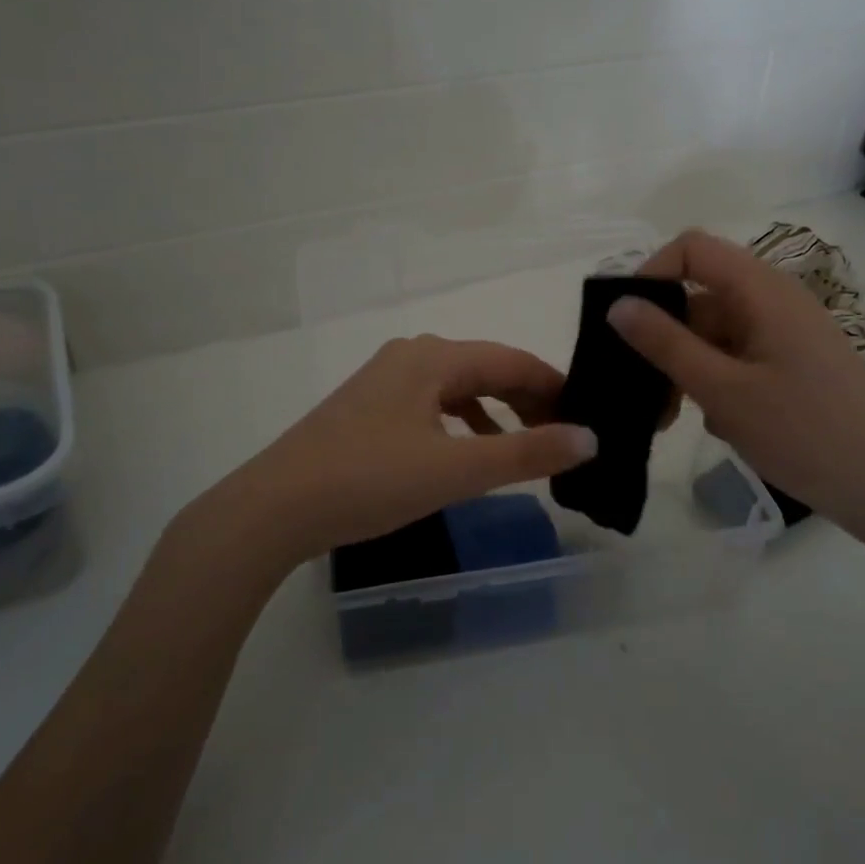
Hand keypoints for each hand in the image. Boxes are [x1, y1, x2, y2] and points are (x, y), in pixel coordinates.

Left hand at [211, 335, 596, 564]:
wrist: (274, 508)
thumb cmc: (370, 480)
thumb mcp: (456, 470)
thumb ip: (526, 453)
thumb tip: (589, 439)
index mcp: (433, 356)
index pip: (513, 360)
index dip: (555, 386)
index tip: (587, 417)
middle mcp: (410, 355)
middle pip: (486, 370)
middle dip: (527, 401)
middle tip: (563, 439)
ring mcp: (384, 380)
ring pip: (458, 388)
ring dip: (495, 414)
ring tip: (524, 447)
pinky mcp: (368, 408)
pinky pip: (432, 405)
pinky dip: (461, 424)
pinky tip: (467, 452)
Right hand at [608, 229, 864, 550]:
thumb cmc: (802, 432)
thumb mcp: (722, 389)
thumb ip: (665, 344)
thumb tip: (617, 304)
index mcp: (762, 290)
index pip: (692, 249)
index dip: (652, 274)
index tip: (625, 324)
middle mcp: (774, 300)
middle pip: (699, 295)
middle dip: (663, 337)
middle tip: (641, 389)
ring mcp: (784, 333)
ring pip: (714, 332)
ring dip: (685, 367)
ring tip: (671, 417)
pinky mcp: (791, 363)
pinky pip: (736, 356)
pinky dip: (714, 381)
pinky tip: (714, 422)